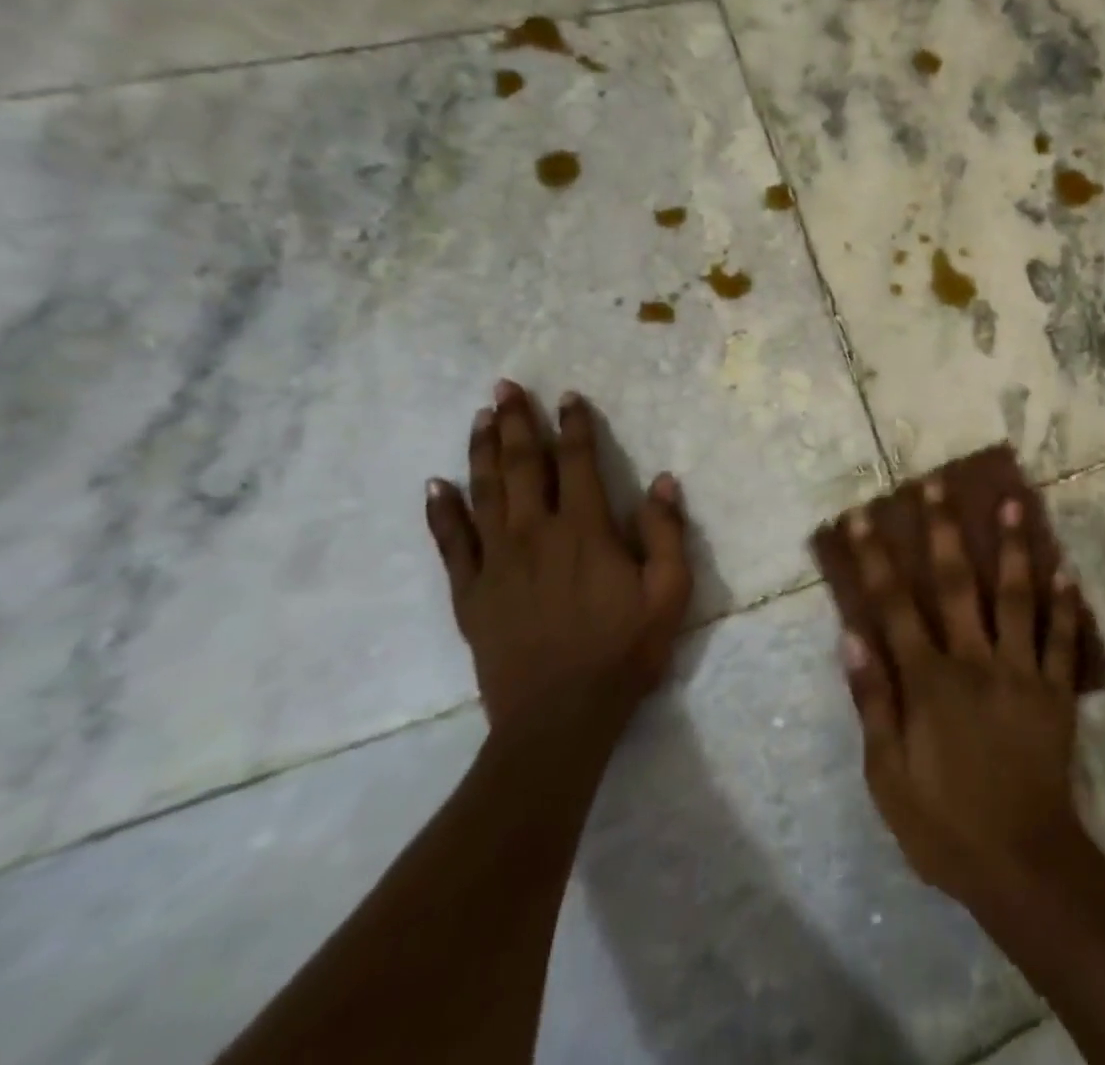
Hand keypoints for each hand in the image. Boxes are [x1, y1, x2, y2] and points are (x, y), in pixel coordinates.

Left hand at [424, 380, 692, 745]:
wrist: (560, 717)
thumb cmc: (624, 650)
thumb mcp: (669, 592)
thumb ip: (666, 533)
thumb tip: (663, 480)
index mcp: (585, 531)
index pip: (577, 463)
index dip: (574, 426)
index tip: (567, 396)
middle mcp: (535, 534)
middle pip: (522, 466)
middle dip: (515, 422)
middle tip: (504, 386)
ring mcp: (496, 563)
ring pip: (484, 493)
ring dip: (481, 451)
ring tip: (479, 417)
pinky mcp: (471, 594)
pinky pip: (451, 544)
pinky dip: (442, 512)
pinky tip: (435, 485)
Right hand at [840, 481, 1085, 910]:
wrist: (1021, 863)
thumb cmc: (943, 823)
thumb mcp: (887, 774)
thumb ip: (872, 700)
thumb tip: (851, 635)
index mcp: (928, 679)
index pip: (894, 605)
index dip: (875, 558)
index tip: (862, 516)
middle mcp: (974, 660)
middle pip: (955, 583)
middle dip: (943, 530)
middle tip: (938, 484)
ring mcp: (1020, 670)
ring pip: (1015, 596)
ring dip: (1012, 547)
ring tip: (1012, 502)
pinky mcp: (1055, 690)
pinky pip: (1062, 638)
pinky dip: (1065, 603)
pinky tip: (1066, 569)